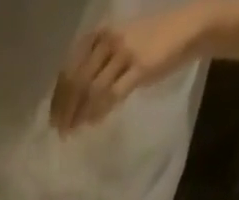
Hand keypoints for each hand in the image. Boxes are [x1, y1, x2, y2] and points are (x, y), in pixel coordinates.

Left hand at [52, 9, 206, 132]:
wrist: (185, 30)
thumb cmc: (148, 44)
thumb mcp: (116, 52)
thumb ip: (95, 71)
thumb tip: (72, 103)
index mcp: (99, 35)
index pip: (70, 68)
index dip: (58, 97)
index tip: (53, 119)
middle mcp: (108, 40)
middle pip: (77, 81)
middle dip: (66, 110)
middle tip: (61, 131)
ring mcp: (124, 52)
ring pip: (92, 90)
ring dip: (80, 114)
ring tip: (74, 131)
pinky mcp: (138, 67)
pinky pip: (112, 95)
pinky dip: (100, 112)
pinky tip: (94, 123)